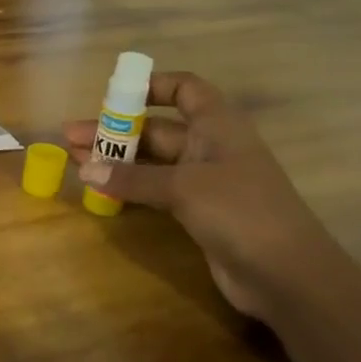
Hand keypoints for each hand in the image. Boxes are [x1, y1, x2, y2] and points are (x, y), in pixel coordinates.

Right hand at [64, 71, 350, 319]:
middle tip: (71, 137)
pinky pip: (155, 189)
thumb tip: (84, 169)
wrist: (288, 275)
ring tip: (75, 160)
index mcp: (218, 126)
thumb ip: (131, 178)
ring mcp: (204, 181)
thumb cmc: (241, 212)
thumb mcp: (183, 188)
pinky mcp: (198, 211)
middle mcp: (210, 147)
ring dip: (116, 160)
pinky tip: (100, 188)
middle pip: (157, 128)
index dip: (152, 86)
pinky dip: (128, 186)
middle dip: (115, 131)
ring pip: (152, 161)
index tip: (114, 96)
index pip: (185, 89)